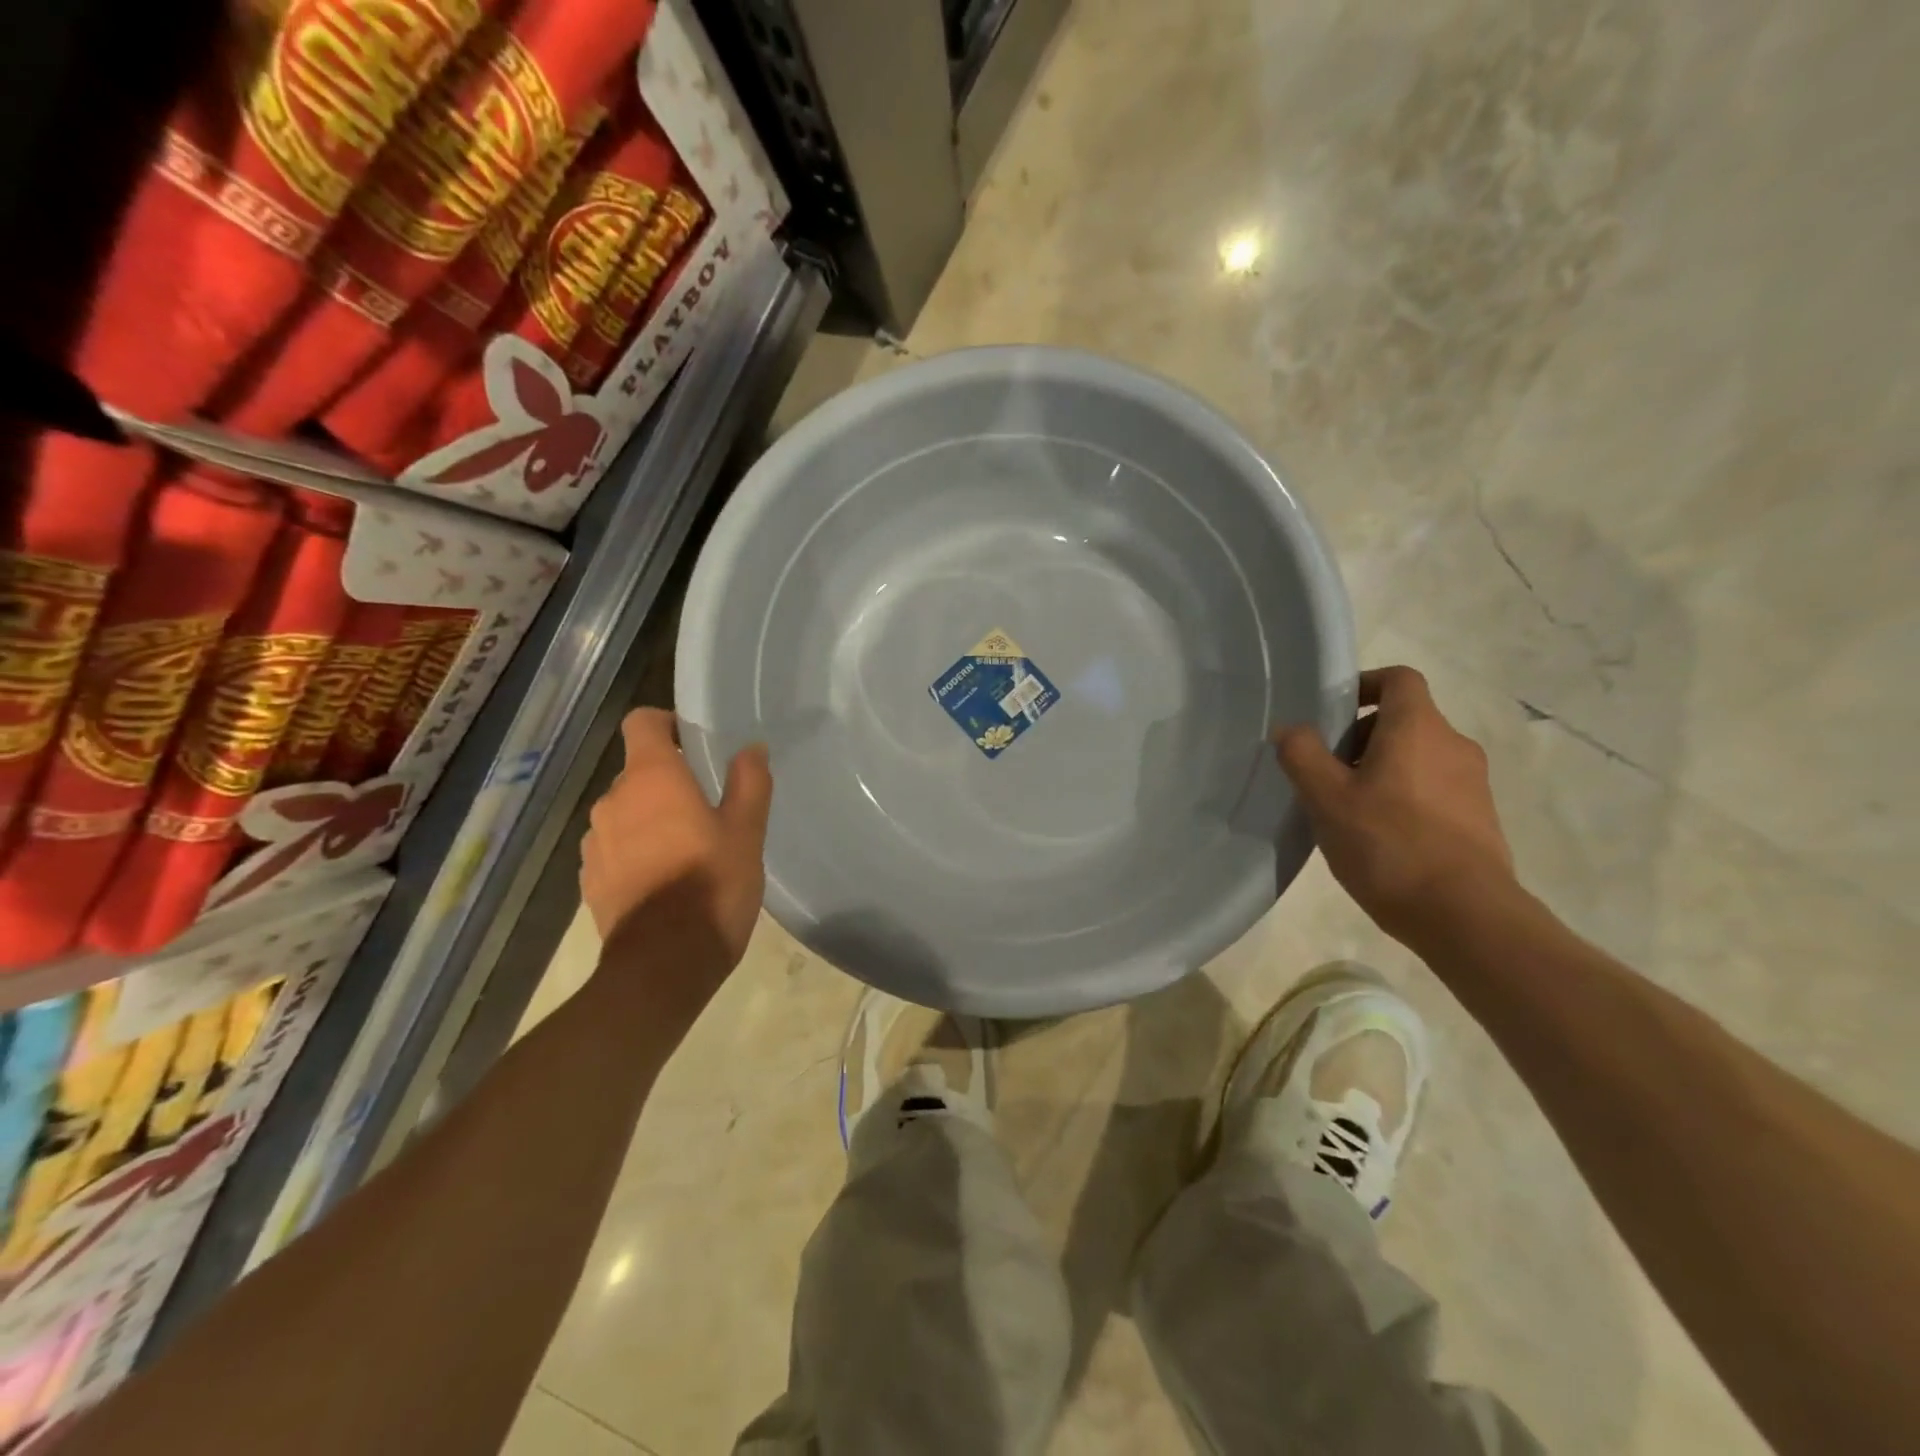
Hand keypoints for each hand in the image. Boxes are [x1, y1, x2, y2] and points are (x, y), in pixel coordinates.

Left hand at [580, 709, 771, 978]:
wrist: (663, 965)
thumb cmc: (712, 886)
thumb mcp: (746, 832)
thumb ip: (749, 783)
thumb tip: (751, 748)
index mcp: (651, 779)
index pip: (642, 722)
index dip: (665, 723)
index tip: (691, 741)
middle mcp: (613, 801)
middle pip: (636, 771)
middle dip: (667, 781)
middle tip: (707, 807)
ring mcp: (595, 842)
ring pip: (625, 812)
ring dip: (650, 818)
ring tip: (686, 848)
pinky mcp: (589, 878)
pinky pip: (615, 848)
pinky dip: (636, 851)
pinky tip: (664, 880)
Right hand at [1273, 666, 1515, 944]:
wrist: (1465, 914)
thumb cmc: (1388, 844)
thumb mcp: (1326, 799)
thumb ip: (1302, 755)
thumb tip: (1291, 729)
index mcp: (1418, 728)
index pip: (1398, 679)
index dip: (1365, 685)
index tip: (1334, 712)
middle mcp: (1453, 744)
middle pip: (1405, 720)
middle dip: (1362, 737)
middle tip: (1328, 772)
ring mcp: (1473, 783)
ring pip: (1418, 756)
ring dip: (1382, 769)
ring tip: (1349, 809)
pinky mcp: (1480, 818)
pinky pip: (1434, 789)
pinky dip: (1404, 796)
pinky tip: (1380, 836)